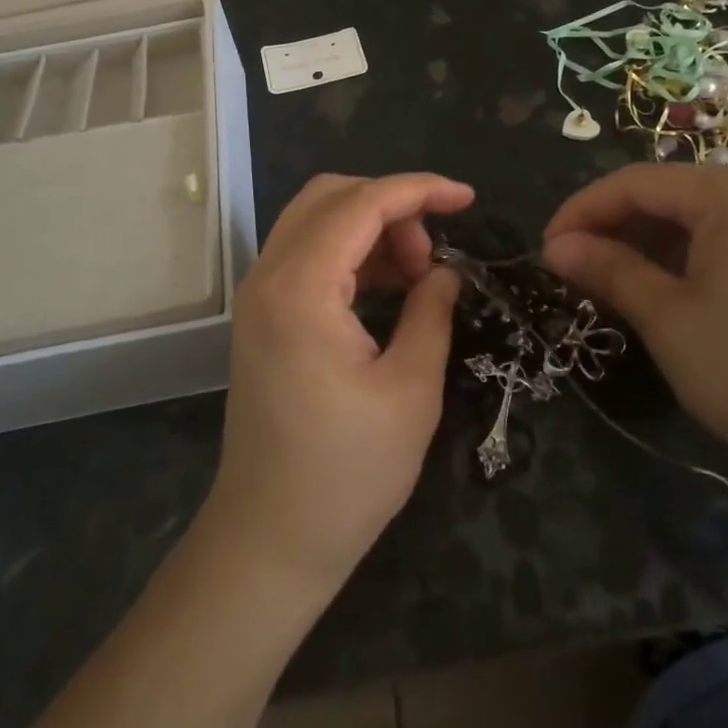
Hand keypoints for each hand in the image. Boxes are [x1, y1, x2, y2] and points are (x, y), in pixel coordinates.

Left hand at [201, 172, 473, 594]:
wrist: (270, 538)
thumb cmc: (347, 474)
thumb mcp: (411, 390)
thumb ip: (431, 312)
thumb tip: (445, 271)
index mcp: (301, 288)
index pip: (361, 203)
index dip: (419, 189)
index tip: (468, 198)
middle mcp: (268, 276)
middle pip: (331, 196)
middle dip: (392, 205)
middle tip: (434, 253)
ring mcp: (259, 294)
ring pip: (316, 220)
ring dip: (371, 227)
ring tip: (417, 274)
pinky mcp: (262, 314)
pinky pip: (307, 253)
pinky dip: (350, 251)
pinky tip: (387, 285)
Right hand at [542, 164, 727, 551]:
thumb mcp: (669, 320)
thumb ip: (608, 270)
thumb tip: (555, 247)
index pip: (636, 182)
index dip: (582, 212)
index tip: (545, 249)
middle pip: (671, 194)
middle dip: (617, 229)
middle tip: (578, 272)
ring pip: (702, 216)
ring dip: (653, 245)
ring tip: (619, 286)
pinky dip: (694, 257)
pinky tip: (675, 292)